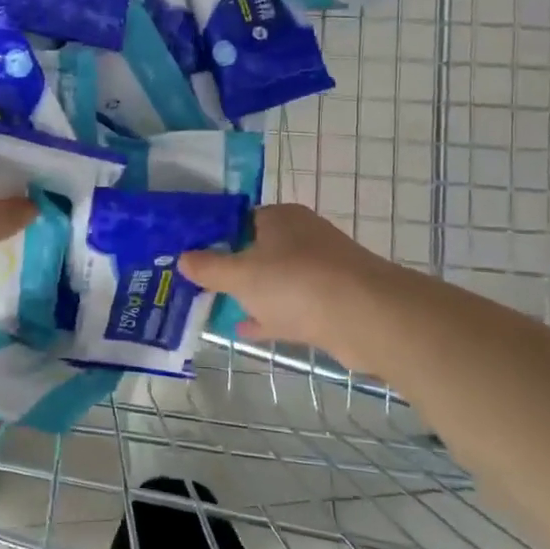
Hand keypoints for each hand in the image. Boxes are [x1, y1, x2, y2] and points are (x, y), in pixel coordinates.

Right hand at [176, 203, 386, 352]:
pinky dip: (269, 316)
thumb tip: (182, 258)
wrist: (366, 317)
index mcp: (279, 219)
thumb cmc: (295, 283)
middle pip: (256, 250)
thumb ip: (209, 267)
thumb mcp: (240, 275)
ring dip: (250, 294)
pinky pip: (291, 306)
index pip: (239, 220)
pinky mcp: (332, 302)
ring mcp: (320, 270)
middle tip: (198, 284)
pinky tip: (245, 329)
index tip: (190, 256)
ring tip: (215, 307)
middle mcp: (301, 237)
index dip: (213, 236)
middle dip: (231, 268)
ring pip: (274, 280)